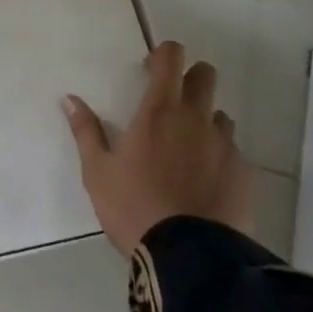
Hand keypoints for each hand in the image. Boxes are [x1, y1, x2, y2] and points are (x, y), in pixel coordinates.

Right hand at [62, 40, 253, 255]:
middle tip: (170, 101)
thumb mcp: (97, 171)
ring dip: (205, 121)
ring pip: (220, 115)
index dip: (164, 54)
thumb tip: (69, 99)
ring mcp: (224, 145)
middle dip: (190, 78)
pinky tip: (205, 182)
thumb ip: (86, 131)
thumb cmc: (134, 207)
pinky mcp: (243, 174)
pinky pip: (232, 152)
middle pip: (205, 75)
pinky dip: (219, 156)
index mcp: (159, 111)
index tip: (150, 68)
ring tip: (187, 149)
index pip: (171, 58)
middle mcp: (196, 118)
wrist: (188, 257)